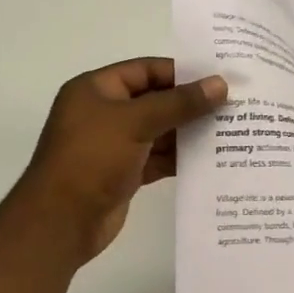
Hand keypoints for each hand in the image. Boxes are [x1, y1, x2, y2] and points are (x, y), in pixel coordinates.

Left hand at [11, 58, 226, 262]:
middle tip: (233, 105)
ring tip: (230, 131)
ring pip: (159, 131)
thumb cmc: (92, 159)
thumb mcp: (135, 122)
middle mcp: (104, 113)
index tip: (219, 78)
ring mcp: (114, 145)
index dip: (181, 73)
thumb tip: (220, 84)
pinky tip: (211, 159)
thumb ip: (179, 103)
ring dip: (189, 132)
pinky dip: (180, 158)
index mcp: (96, 90)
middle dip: (190, 104)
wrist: (60, 222)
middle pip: (155, 100)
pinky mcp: (124, 173)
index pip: (145, 70)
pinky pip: (157, 158)